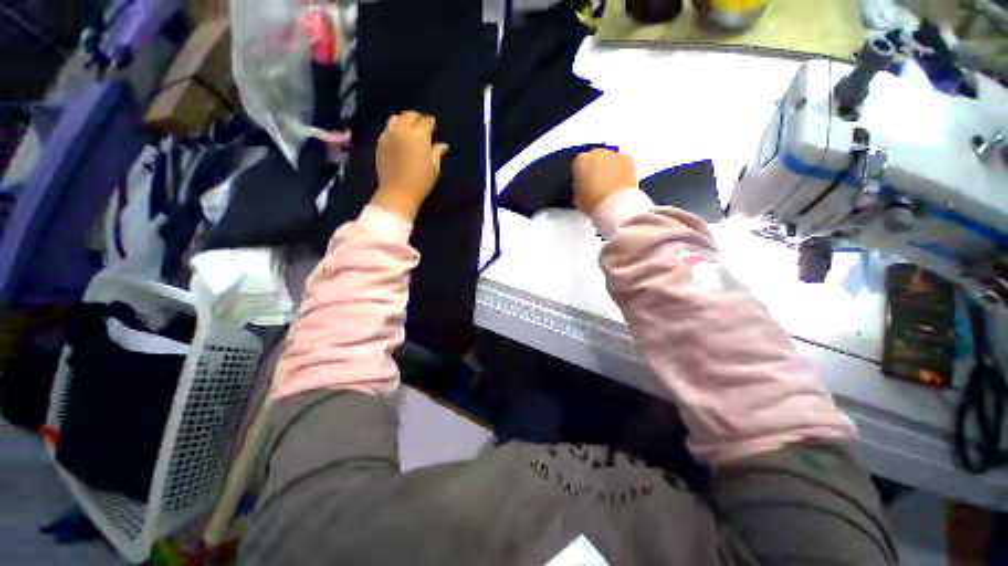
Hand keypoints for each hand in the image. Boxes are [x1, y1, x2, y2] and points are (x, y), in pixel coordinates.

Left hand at [372, 111, 448, 220]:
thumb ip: (437, 153)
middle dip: (417, 118)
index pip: (425, 121)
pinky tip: (398, 138)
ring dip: (404, 120)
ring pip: (396, 119)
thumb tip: (442, 145)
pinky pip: (387, 129)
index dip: (430, 123)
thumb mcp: (434, 168)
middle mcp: (403, 131)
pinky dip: (394, 129)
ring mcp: (389, 135)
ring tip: (408, 128)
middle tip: (422, 124)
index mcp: (419, 136)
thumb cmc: (421, 182)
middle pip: (409, 116)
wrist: (398, 192)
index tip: (433, 125)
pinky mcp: (380, 143)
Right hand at [572, 149, 638, 214]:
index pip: (578, 164)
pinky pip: (622, 163)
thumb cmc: (594, 202)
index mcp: (580, 161)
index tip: (583, 183)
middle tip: (596, 185)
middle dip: (595, 169)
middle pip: (594, 158)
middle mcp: (597, 153)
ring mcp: (614, 155)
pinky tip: (619, 184)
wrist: (614, 205)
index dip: (580, 175)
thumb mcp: (577, 198)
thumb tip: (583, 187)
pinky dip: (621, 170)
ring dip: (609, 168)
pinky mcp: (628, 159)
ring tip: (609, 186)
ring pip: (609, 159)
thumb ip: (579, 187)